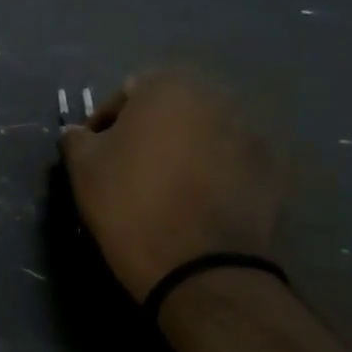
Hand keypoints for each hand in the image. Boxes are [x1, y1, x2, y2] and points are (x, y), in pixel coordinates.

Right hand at [60, 72, 280, 299]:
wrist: (201, 266)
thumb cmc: (131, 205)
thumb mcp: (83, 169)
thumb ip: (76, 138)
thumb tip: (78, 132)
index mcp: (168, 86)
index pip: (126, 93)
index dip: (105, 124)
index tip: (95, 155)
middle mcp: (216, 95)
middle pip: (171, 108)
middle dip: (151, 131)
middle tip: (131, 168)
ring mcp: (252, 130)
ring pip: (205, 132)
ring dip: (185, 149)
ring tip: (168, 187)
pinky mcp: (275, 167)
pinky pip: (233, 159)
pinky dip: (217, 171)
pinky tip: (200, 201)